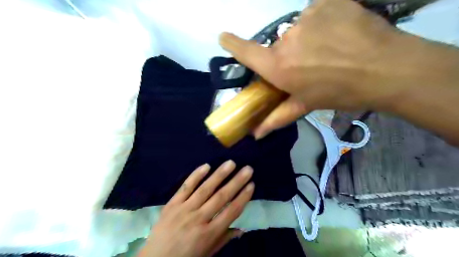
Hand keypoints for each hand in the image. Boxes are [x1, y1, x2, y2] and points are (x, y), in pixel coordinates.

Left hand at [140, 161, 253, 256]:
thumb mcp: (207, 252)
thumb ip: (224, 238)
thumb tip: (242, 228)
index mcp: (209, 233)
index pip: (231, 211)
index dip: (243, 197)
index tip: (252, 185)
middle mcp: (199, 218)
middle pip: (221, 197)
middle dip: (236, 182)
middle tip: (248, 169)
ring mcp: (184, 209)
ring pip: (205, 189)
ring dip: (219, 174)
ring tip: (231, 163)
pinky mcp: (172, 204)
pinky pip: (186, 187)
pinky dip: (196, 176)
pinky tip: (206, 166)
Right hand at [220, 0, 412, 138]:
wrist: (386, 69)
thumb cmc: (340, 92)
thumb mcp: (306, 105)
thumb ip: (277, 118)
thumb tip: (256, 134)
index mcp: (279, 67)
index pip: (246, 52)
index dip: (232, 44)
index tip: (223, 37)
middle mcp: (287, 40)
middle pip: (279, 45)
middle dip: (289, 54)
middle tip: (310, 64)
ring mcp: (307, 17)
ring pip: (298, 29)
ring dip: (307, 39)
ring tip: (329, 50)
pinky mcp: (327, 3)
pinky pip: (316, 13)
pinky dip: (323, 22)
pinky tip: (339, 34)